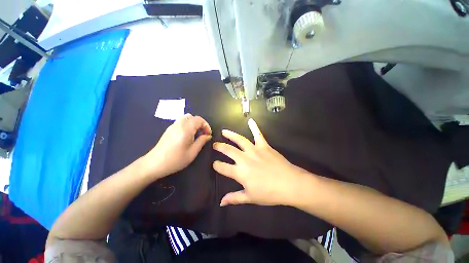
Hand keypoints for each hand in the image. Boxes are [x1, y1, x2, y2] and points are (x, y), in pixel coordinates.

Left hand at [142, 114, 211, 178]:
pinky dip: (187, 125)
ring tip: (196, 134)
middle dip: (200, 123)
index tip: (208, 135)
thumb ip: (202, 141)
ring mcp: (172, 126)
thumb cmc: (176, 159)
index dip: (206, 125)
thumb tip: (208, 136)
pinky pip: (180, 122)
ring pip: (186, 118)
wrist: (154, 164)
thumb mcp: (192, 152)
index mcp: (186, 129)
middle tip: (202, 133)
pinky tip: (187, 136)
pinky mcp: (168, 130)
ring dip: (193, 124)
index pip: (199, 119)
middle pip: (192, 116)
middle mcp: (179, 124)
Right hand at [213, 119, 304, 205]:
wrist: (290, 184)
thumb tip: (221, 202)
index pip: (223, 167)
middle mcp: (244, 159)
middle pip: (228, 150)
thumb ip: (234, 198)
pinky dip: (254, 127)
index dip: (217, 165)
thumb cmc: (269, 193)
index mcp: (240, 172)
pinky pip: (258, 134)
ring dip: (230, 135)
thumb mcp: (250, 198)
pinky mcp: (264, 146)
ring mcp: (254, 150)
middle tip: (215, 144)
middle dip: (219, 147)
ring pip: (240, 140)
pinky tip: (250, 120)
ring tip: (224, 131)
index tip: (214, 164)